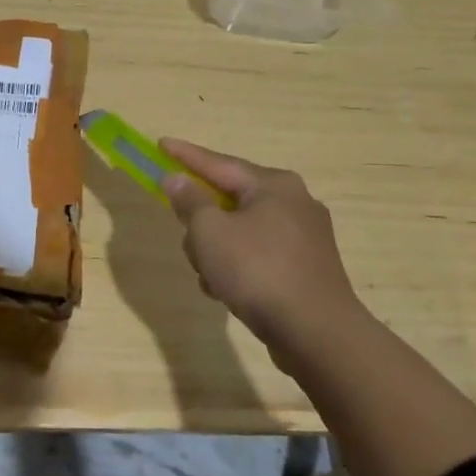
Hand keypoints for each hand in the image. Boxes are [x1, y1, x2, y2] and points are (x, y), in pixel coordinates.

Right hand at [158, 138, 361, 356]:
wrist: (315, 332)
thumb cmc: (257, 271)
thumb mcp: (210, 232)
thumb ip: (190, 202)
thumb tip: (178, 180)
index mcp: (274, 185)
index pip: (219, 163)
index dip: (185, 155)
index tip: (160, 144)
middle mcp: (294, 203)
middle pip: (230, 200)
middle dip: (201, 222)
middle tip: (186, 237)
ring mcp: (304, 238)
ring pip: (241, 232)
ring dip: (217, 250)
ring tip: (209, 277)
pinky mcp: (306, 269)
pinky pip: (258, 256)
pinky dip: (237, 268)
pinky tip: (226, 292)